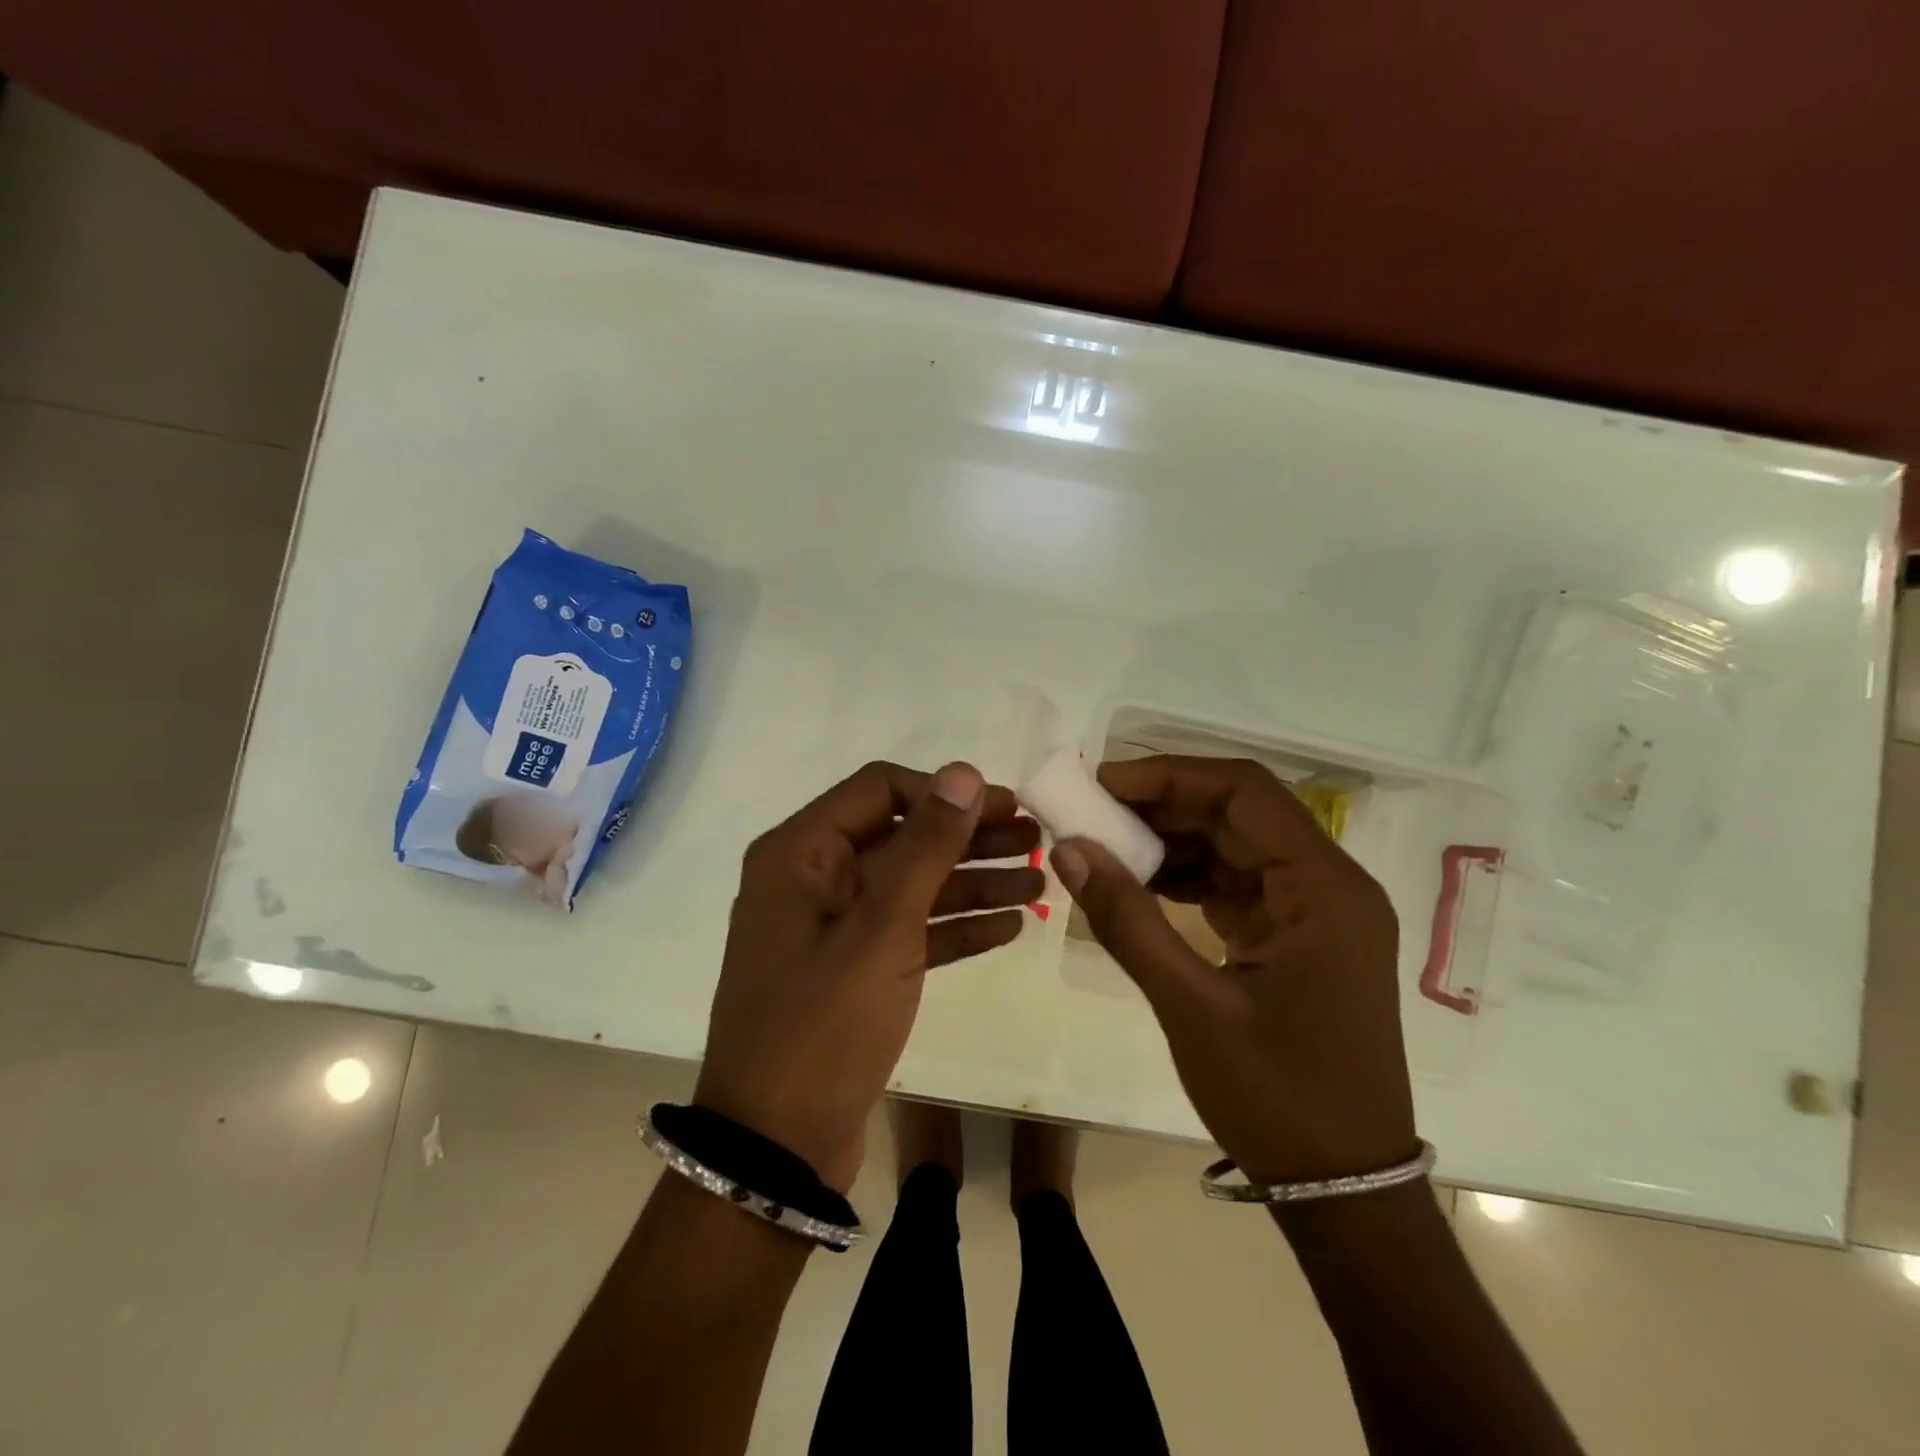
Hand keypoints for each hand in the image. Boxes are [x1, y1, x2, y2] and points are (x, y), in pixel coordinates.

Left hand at [695, 762, 1041, 1190]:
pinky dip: (956, 927)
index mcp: (800, 854)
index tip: (1003, 806)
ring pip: (913, 887)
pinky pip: (911, 932)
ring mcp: (834, 928)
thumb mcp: (880, 929)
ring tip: (1040, 883)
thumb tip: (963, 772)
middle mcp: (813, 879)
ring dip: (974, 882)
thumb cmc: (822, 1026)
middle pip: (902, 837)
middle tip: (1037, 841)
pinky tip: (1010, 926)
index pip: (879, 789)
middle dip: (970, 838)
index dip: (943, 792)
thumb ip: (925, 846)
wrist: (776, 1149)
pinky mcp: (854, 971)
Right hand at [1052, 756, 1415, 1183]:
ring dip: (1173, 841)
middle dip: (1164, 806)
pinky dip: (1189, 877)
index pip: (1245, 793)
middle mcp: (1330, 885)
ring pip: (1236, 845)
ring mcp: (1317, 912)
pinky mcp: (1298, 936)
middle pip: (1241, 813)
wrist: (1343, 1188)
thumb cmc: (1277, 1097)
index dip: (1170, 775)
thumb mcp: (1190, 1005)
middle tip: (1092, 812)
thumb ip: (1126, 919)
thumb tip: (1067, 849)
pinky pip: (1238, 883)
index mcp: (1325, 889)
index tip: (1102, 784)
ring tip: (1105, 845)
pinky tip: (1139, 883)